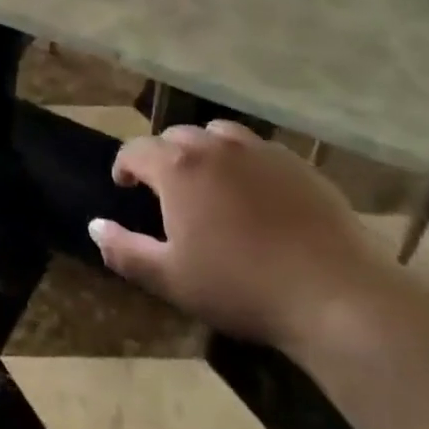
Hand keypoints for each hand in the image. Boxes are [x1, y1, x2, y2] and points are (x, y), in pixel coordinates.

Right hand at [91, 121, 391, 354]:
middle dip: (163, 157)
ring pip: (218, 136)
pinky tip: (255, 195)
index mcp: (178, 168)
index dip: (124, 166)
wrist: (334, 293)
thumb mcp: (170, 278)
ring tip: (209, 184)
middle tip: (166, 190)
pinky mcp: (297, 163)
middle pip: (177, 137)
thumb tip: (94, 226)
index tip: (124, 187)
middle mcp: (215, 147)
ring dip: (203, 152)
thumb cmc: (241, 286)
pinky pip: (257, 150)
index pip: (136, 149)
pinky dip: (243, 162)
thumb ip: (124, 249)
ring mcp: (260, 150)